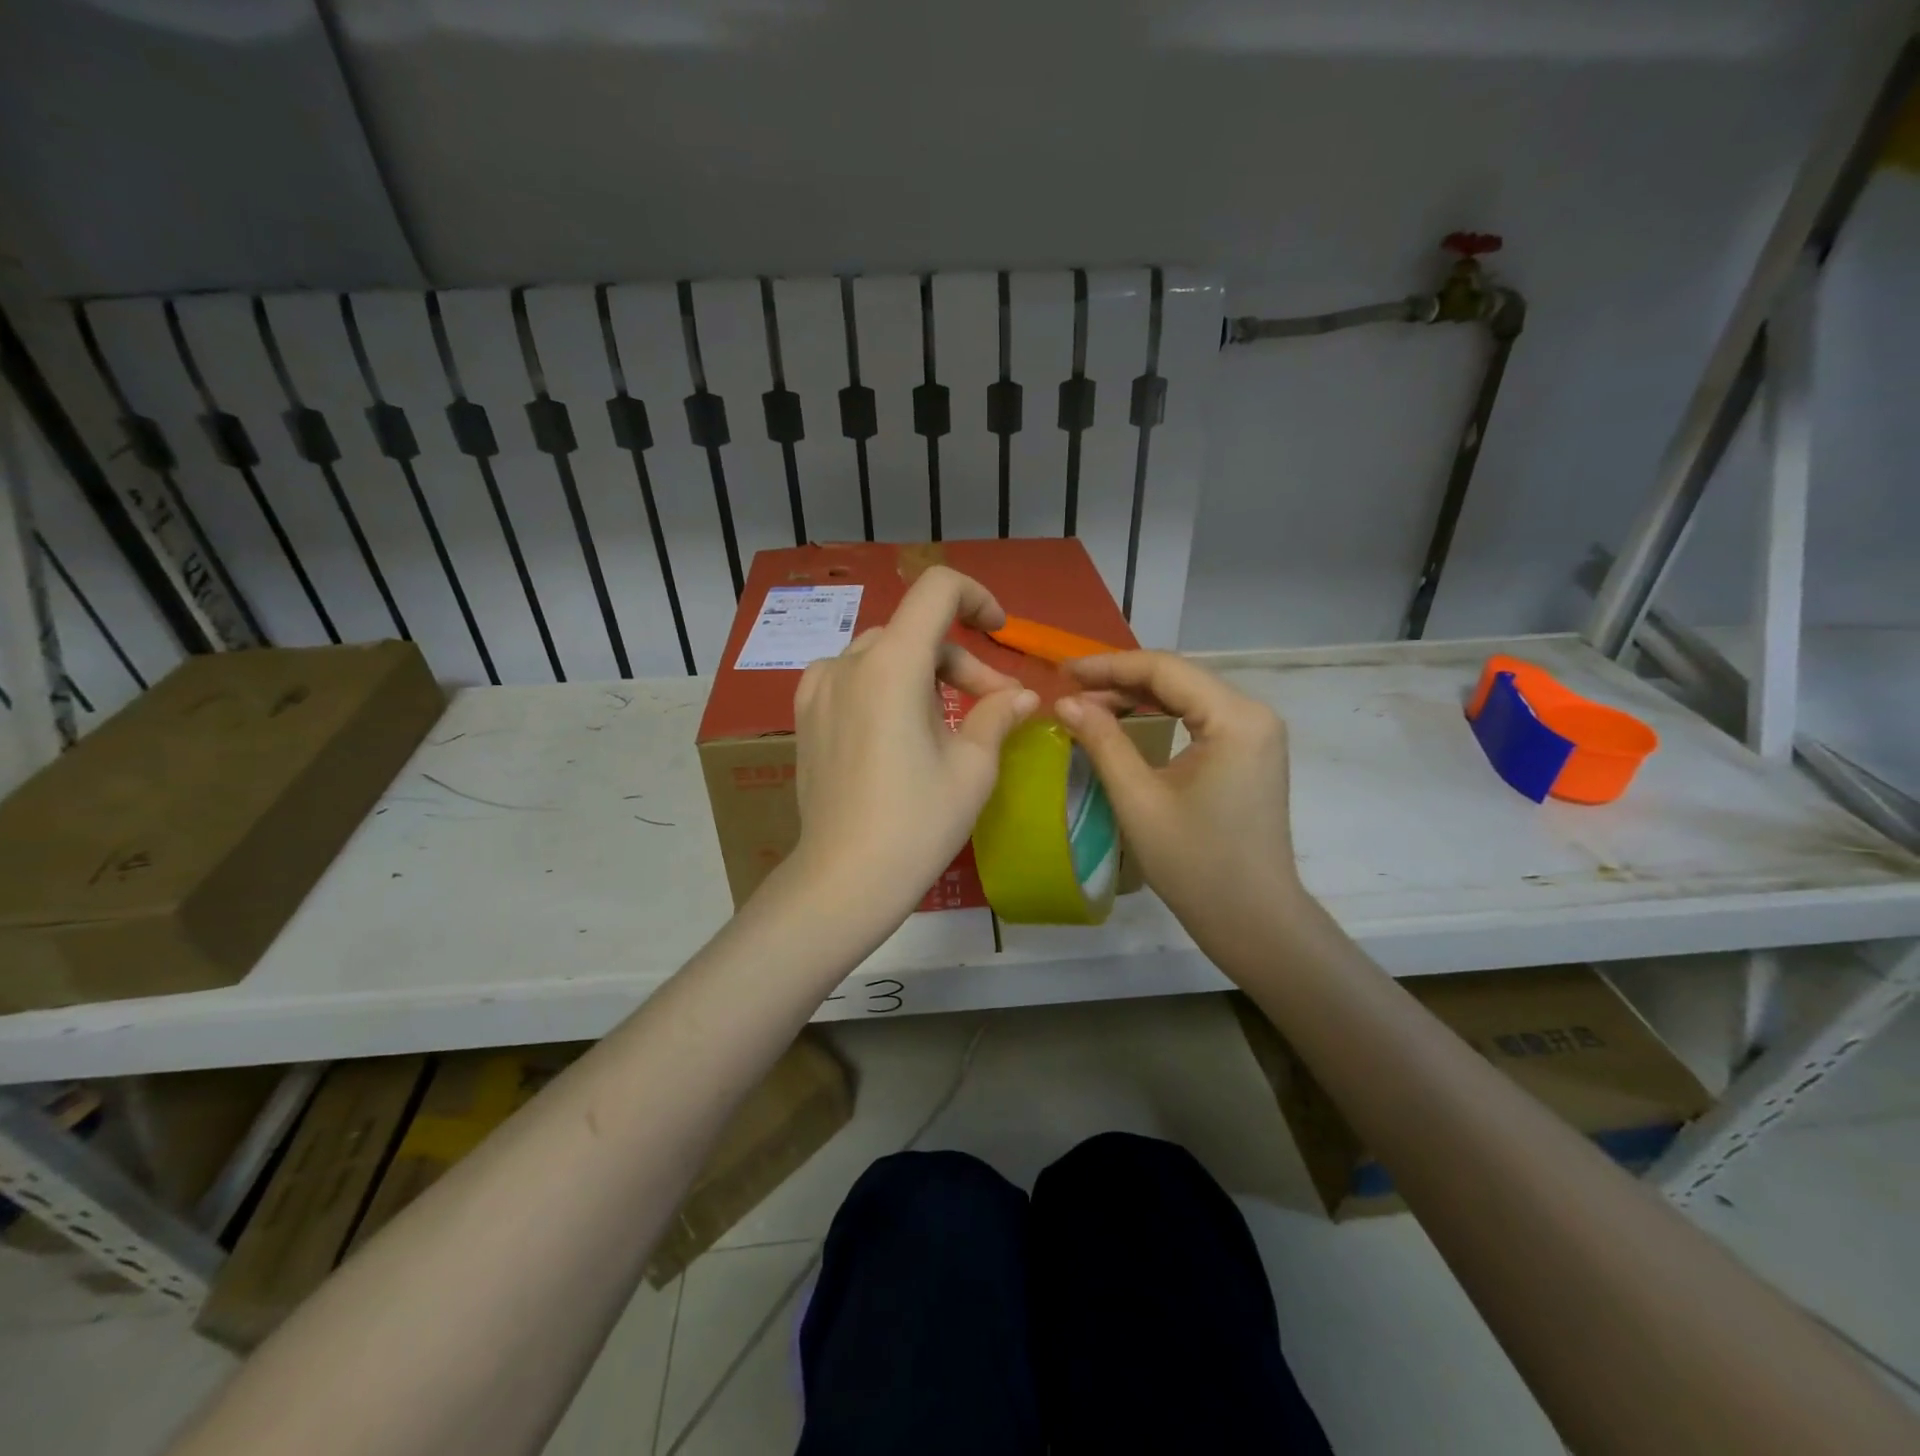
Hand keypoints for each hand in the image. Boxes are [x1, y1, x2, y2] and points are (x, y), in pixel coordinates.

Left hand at [789, 567, 1038, 919]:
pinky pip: (853, 677)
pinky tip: (897, 725)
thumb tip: (1021, 695)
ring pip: (885, 654)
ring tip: (947, 723)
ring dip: (925, 674)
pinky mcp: (806, 715)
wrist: (845, 879)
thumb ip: (998, 714)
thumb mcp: (973, 767)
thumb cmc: (917, 822)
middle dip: (961, 662)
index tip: (999, 631)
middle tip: (994, 706)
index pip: (937, 590)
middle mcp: (849, 663)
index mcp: (892, 664)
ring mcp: (819, 688)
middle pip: (916, 632)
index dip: (976, 598)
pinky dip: (886, 686)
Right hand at [1056, 652, 1305, 965]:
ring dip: (1137, 696)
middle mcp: (1253, 713)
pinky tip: (1126, 720)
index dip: (1108, 666)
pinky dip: (1159, 714)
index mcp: (1235, 718)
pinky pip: (1199, 717)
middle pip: (1178, 677)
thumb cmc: (1196, 864)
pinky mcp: (1250, 751)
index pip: (1164, 670)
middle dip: (1120, 679)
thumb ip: (1102, 741)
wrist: (1254, 919)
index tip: (1062, 672)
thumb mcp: (1139, 800)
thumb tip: (1065, 702)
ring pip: (1187, 695)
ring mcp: (1256, 732)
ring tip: (1088, 703)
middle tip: (1069, 689)